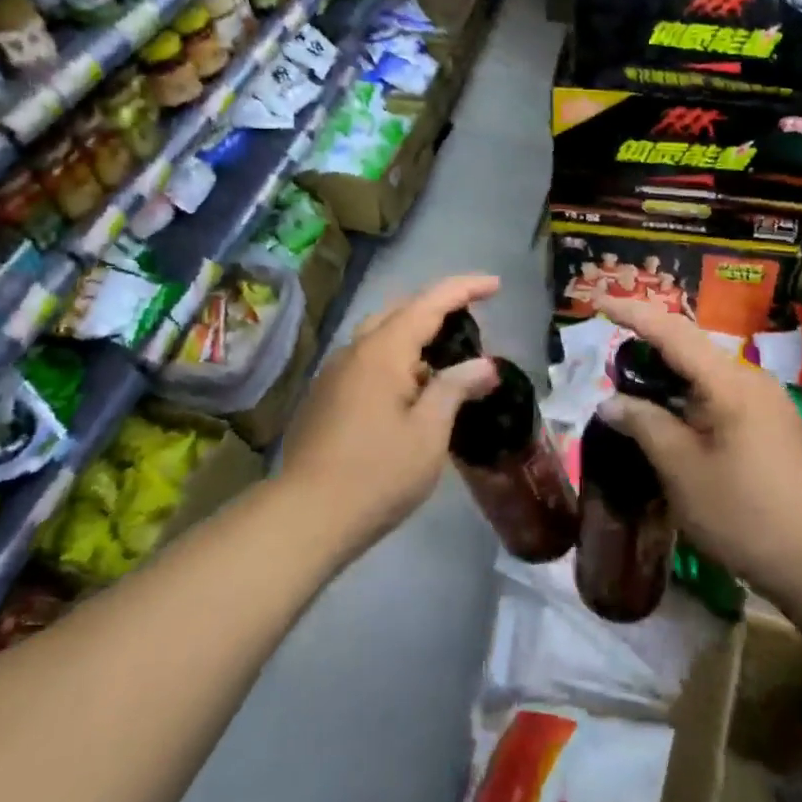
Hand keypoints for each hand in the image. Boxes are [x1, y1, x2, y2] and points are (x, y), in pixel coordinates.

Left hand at [282, 274, 500, 550]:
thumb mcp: (429, 432)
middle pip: (400, 311)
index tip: (495, 285)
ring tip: (445, 356)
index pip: (430, 303)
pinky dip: (395, 358)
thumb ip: (456, 388)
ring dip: (414, 335)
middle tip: (472, 321)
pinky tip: (410, 389)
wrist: (307, 516)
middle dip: (438, 307)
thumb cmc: (378, 473)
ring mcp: (334, 372)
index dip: (465, 289)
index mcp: (383, 351)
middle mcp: (355, 350)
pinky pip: (367, 360)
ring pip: (380, 335)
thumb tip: (485, 365)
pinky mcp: (325, 396)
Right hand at [597, 298, 801, 604]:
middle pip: (690, 347)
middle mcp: (750, 379)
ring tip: (630, 391)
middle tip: (607, 361)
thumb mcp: (682, 470)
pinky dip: (687, 398)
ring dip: (667, 376)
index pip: (672, 332)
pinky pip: (719, 395)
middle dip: (647, 346)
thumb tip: (611, 402)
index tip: (597, 302)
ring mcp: (765, 401)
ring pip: (704, 373)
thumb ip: (645, 426)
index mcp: (729, 381)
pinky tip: (669, 420)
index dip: (632, 313)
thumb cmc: (746, 514)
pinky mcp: (771, 424)